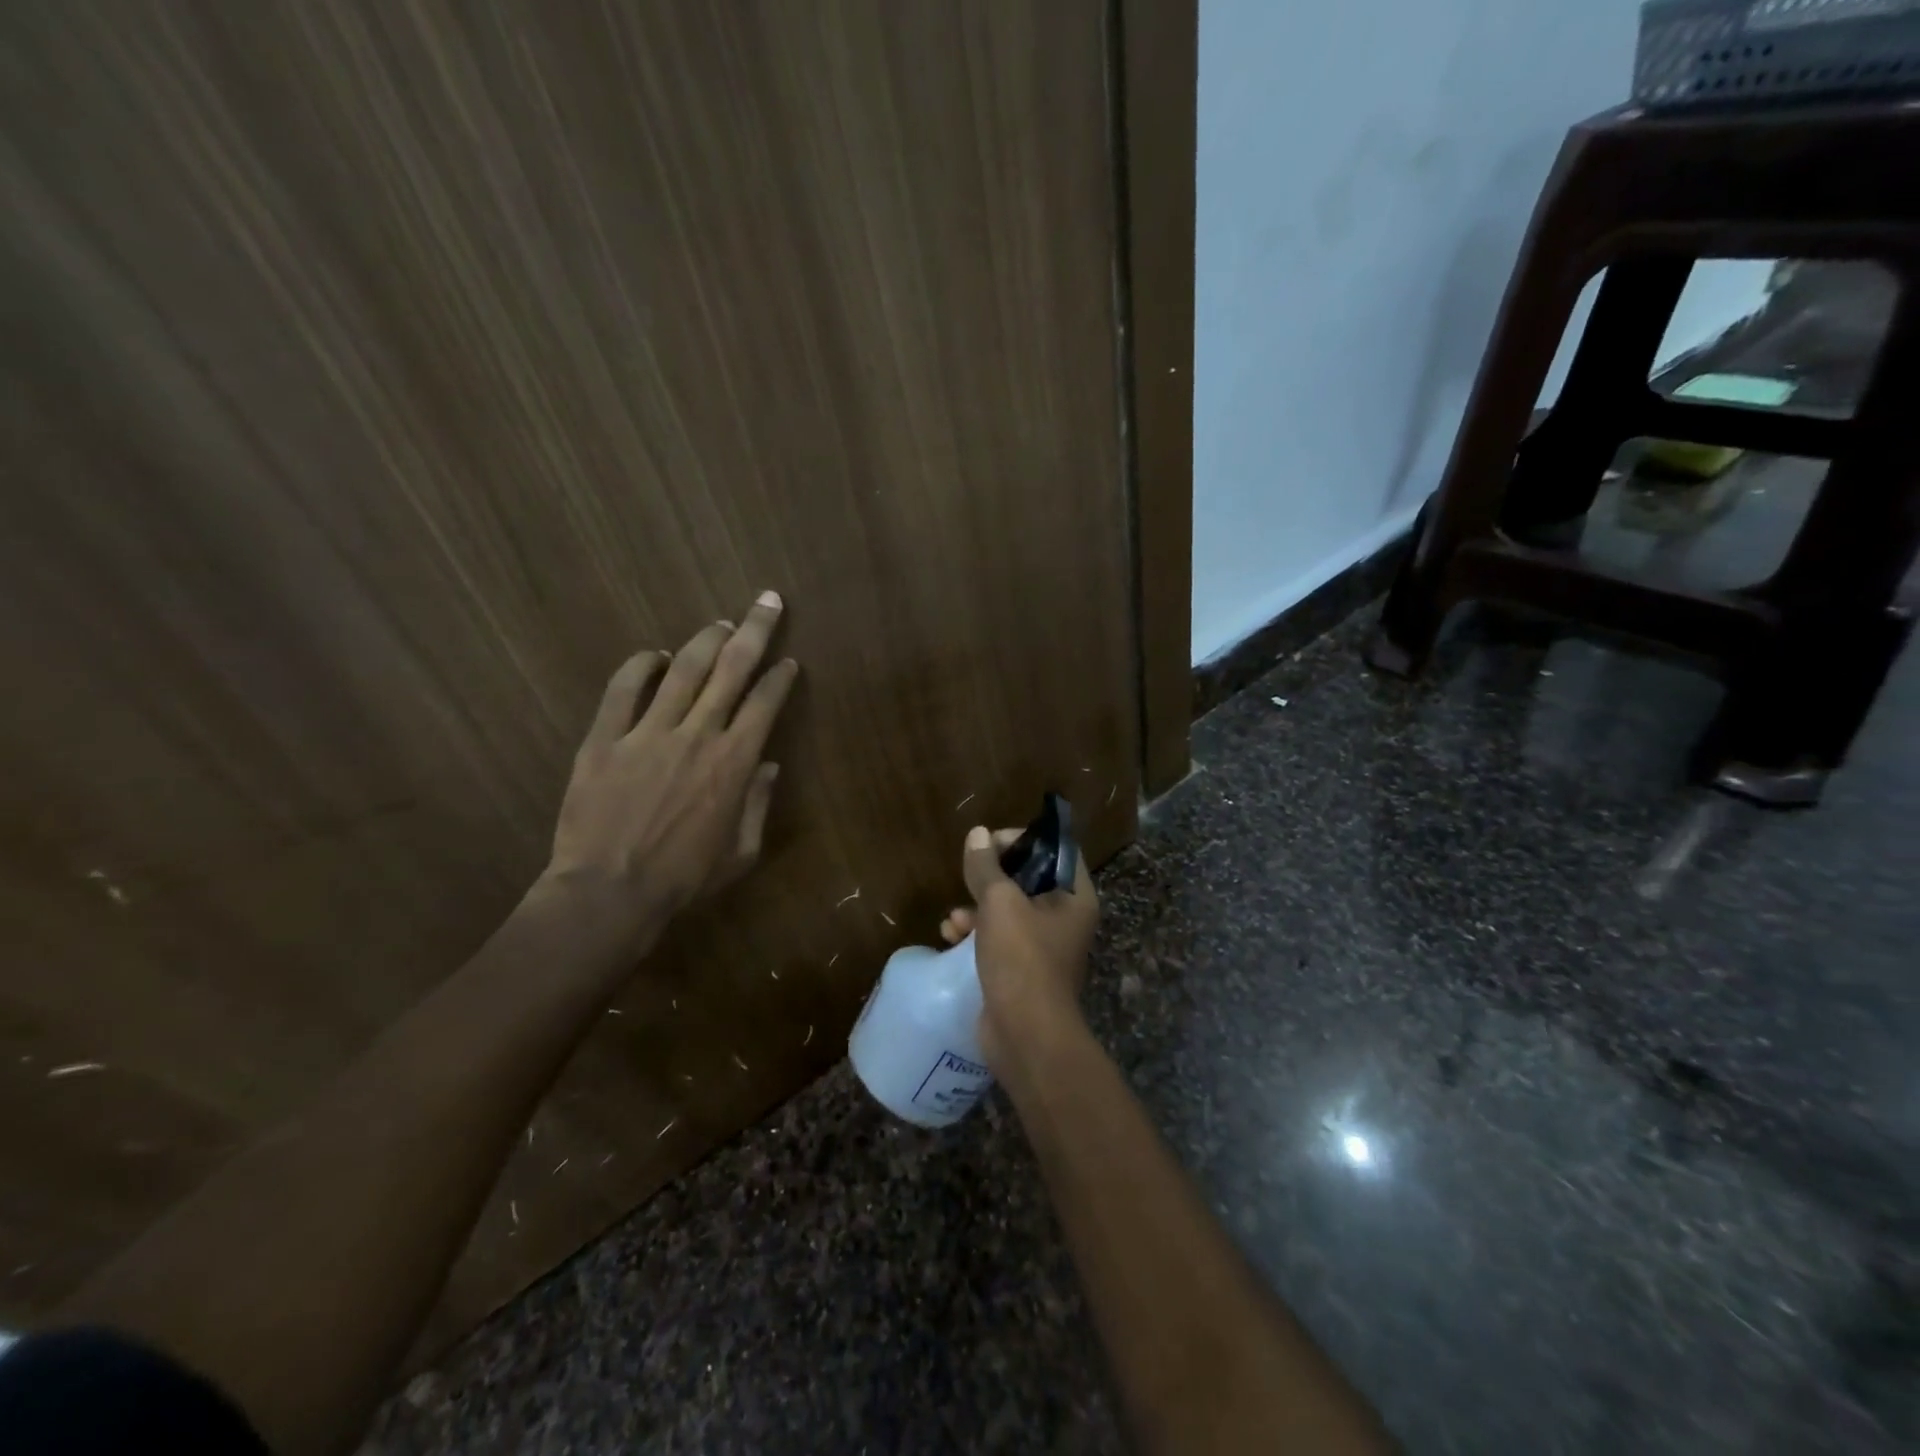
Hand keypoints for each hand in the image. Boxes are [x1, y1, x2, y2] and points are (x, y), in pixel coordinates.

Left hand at [542, 591, 798, 947]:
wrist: (608, 894)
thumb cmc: (684, 880)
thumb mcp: (740, 852)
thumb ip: (758, 804)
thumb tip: (767, 766)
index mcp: (734, 762)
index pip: (765, 704)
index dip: (780, 678)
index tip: (788, 662)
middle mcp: (698, 735)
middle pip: (731, 669)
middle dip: (755, 631)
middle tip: (767, 601)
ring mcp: (648, 733)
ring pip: (682, 670)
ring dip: (705, 641)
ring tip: (720, 623)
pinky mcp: (605, 740)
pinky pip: (623, 690)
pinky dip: (639, 667)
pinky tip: (652, 655)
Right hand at [939, 824, 1098, 1069]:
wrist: (1025, 1034)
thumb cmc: (1021, 958)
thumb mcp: (999, 903)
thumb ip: (986, 866)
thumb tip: (977, 833)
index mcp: (1075, 897)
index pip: (1056, 850)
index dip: (1023, 840)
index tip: (990, 843)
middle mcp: (1065, 918)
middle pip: (1028, 880)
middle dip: (992, 876)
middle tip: (968, 873)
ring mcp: (1044, 946)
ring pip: (1009, 910)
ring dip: (977, 907)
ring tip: (954, 917)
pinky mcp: (1022, 970)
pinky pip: (998, 938)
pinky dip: (976, 933)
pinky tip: (950, 936)